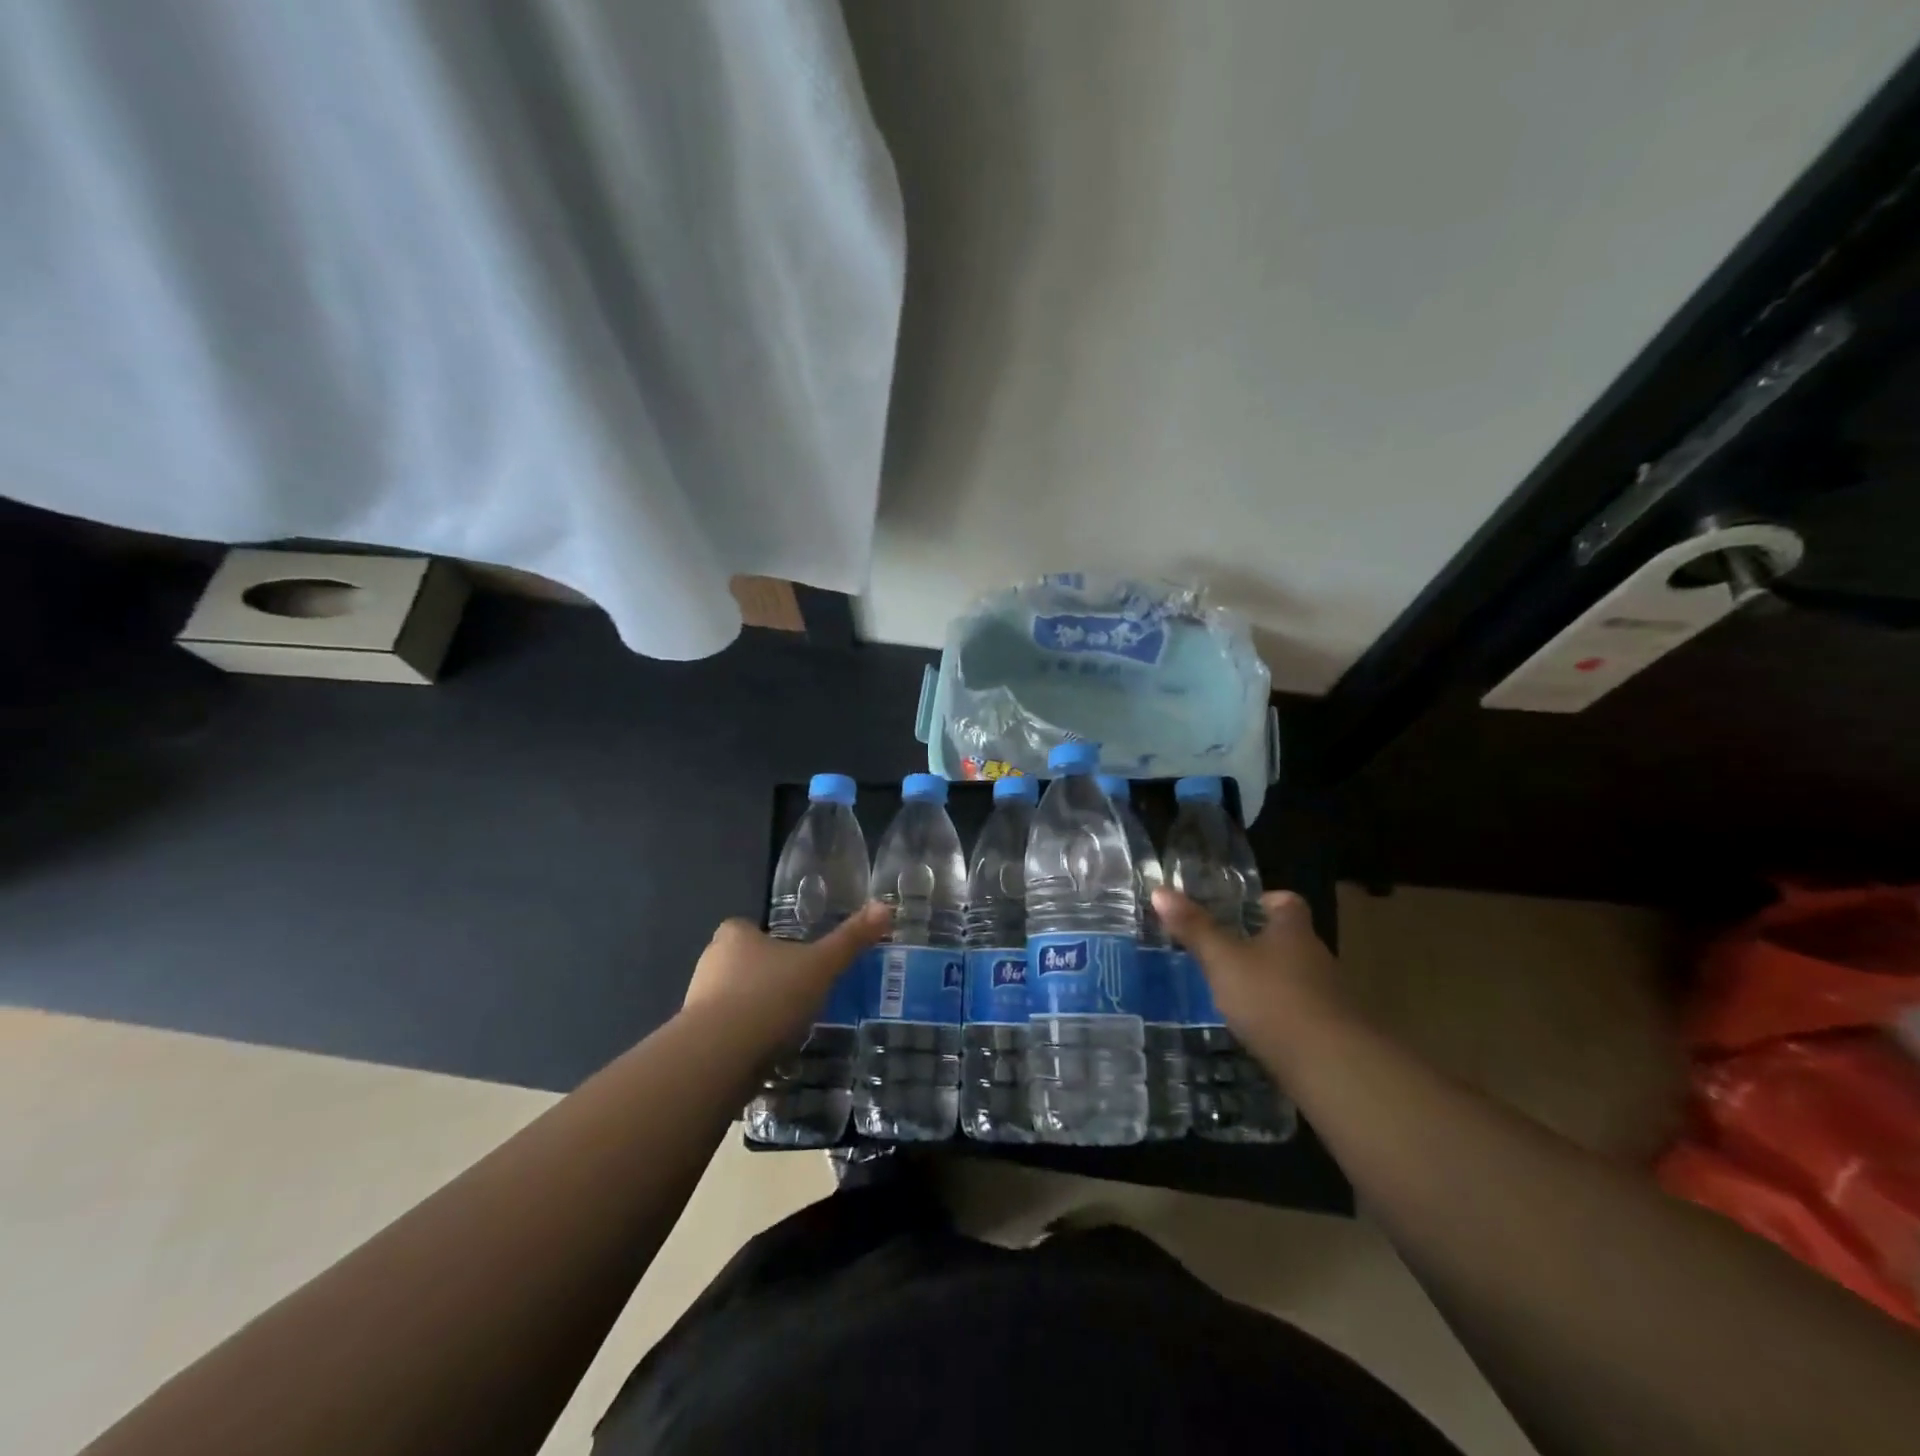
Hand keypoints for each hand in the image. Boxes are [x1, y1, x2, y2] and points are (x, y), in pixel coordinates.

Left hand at [680, 903, 891, 1057]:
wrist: (719, 1058)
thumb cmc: (769, 997)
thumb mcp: (821, 965)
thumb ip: (851, 938)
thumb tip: (885, 907)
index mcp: (734, 935)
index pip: (749, 928)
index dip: (772, 940)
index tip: (797, 958)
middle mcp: (710, 962)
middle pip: (742, 964)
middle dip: (767, 977)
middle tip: (801, 992)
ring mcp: (697, 1003)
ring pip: (734, 1000)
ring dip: (756, 1011)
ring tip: (790, 1026)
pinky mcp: (696, 1041)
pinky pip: (728, 1033)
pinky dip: (746, 1040)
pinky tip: (770, 1053)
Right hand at [1152, 886, 1346, 1059]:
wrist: (1332, 1066)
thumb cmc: (1272, 998)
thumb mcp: (1223, 960)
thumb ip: (1194, 928)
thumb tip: (1160, 890)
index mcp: (1293, 931)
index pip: (1287, 902)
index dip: (1266, 901)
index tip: (1241, 909)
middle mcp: (1317, 957)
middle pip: (1290, 940)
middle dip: (1260, 944)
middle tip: (1224, 950)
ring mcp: (1330, 997)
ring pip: (1295, 978)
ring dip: (1270, 982)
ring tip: (1233, 992)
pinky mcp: (1331, 1033)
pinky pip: (1301, 1012)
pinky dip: (1280, 1015)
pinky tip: (1257, 1029)